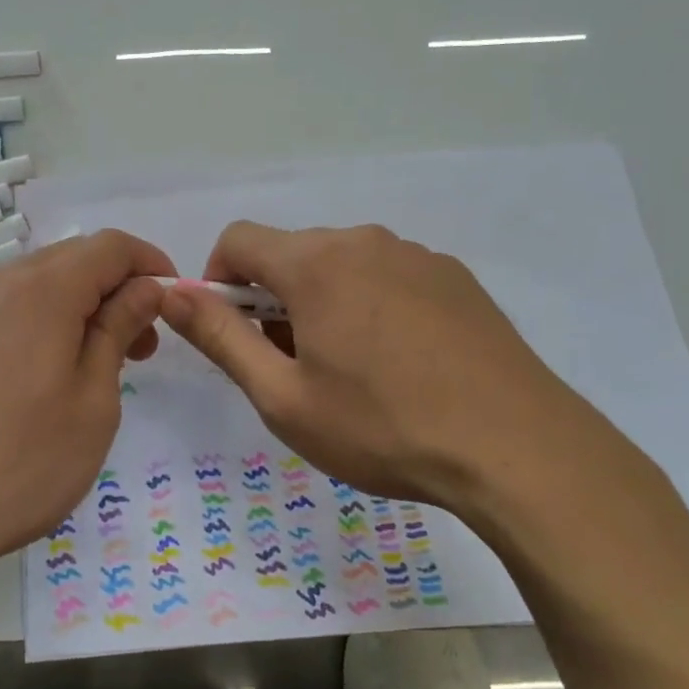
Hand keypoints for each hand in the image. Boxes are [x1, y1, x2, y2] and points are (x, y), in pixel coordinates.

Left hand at [0, 230, 175, 586]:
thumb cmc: (20, 462)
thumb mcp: (92, 400)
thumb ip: (118, 330)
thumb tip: (145, 288)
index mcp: (42, 289)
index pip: (111, 246)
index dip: (151, 264)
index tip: (173, 304)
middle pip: (75, 259)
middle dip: (119, 289)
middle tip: (142, 347)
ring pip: (41, 284)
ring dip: (82, 308)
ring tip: (101, 365)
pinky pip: (11, 309)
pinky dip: (46, 322)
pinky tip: (51, 375)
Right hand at [160, 222, 593, 516]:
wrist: (517, 449)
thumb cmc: (383, 427)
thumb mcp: (283, 397)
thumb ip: (220, 338)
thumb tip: (170, 295)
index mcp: (315, 263)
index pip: (239, 239)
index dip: (218, 281)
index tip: (235, 333)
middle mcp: (364, 241)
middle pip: (292, 253)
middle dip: (273, 299)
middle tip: (293, 367)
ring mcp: (416, 255)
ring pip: (342, 265)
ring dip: (323, 303)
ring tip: (351, 371)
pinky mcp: (455, 277)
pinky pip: (389, 276)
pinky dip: (371, 305)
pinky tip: (402, 364)